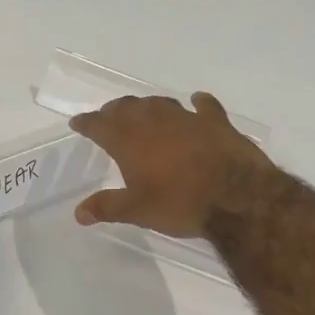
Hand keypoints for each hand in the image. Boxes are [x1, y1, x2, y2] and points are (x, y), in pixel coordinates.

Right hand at [68, 93, 274, 237]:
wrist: (237, 197)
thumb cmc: (179, 204)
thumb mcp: (138, 211)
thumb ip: (107, 207)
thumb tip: (78, 213)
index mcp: (130, 141)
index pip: (100, 125)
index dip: (87, 123)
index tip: (77, 122)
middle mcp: (154, 122)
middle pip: (128, 108)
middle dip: (114, 111)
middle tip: (108, 116)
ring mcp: (187, 119)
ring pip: (160, 104)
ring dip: (147, 106)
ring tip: (142, 111)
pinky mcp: (216, 122)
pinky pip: (204, 106)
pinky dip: (198, 103)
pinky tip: (196, 101)